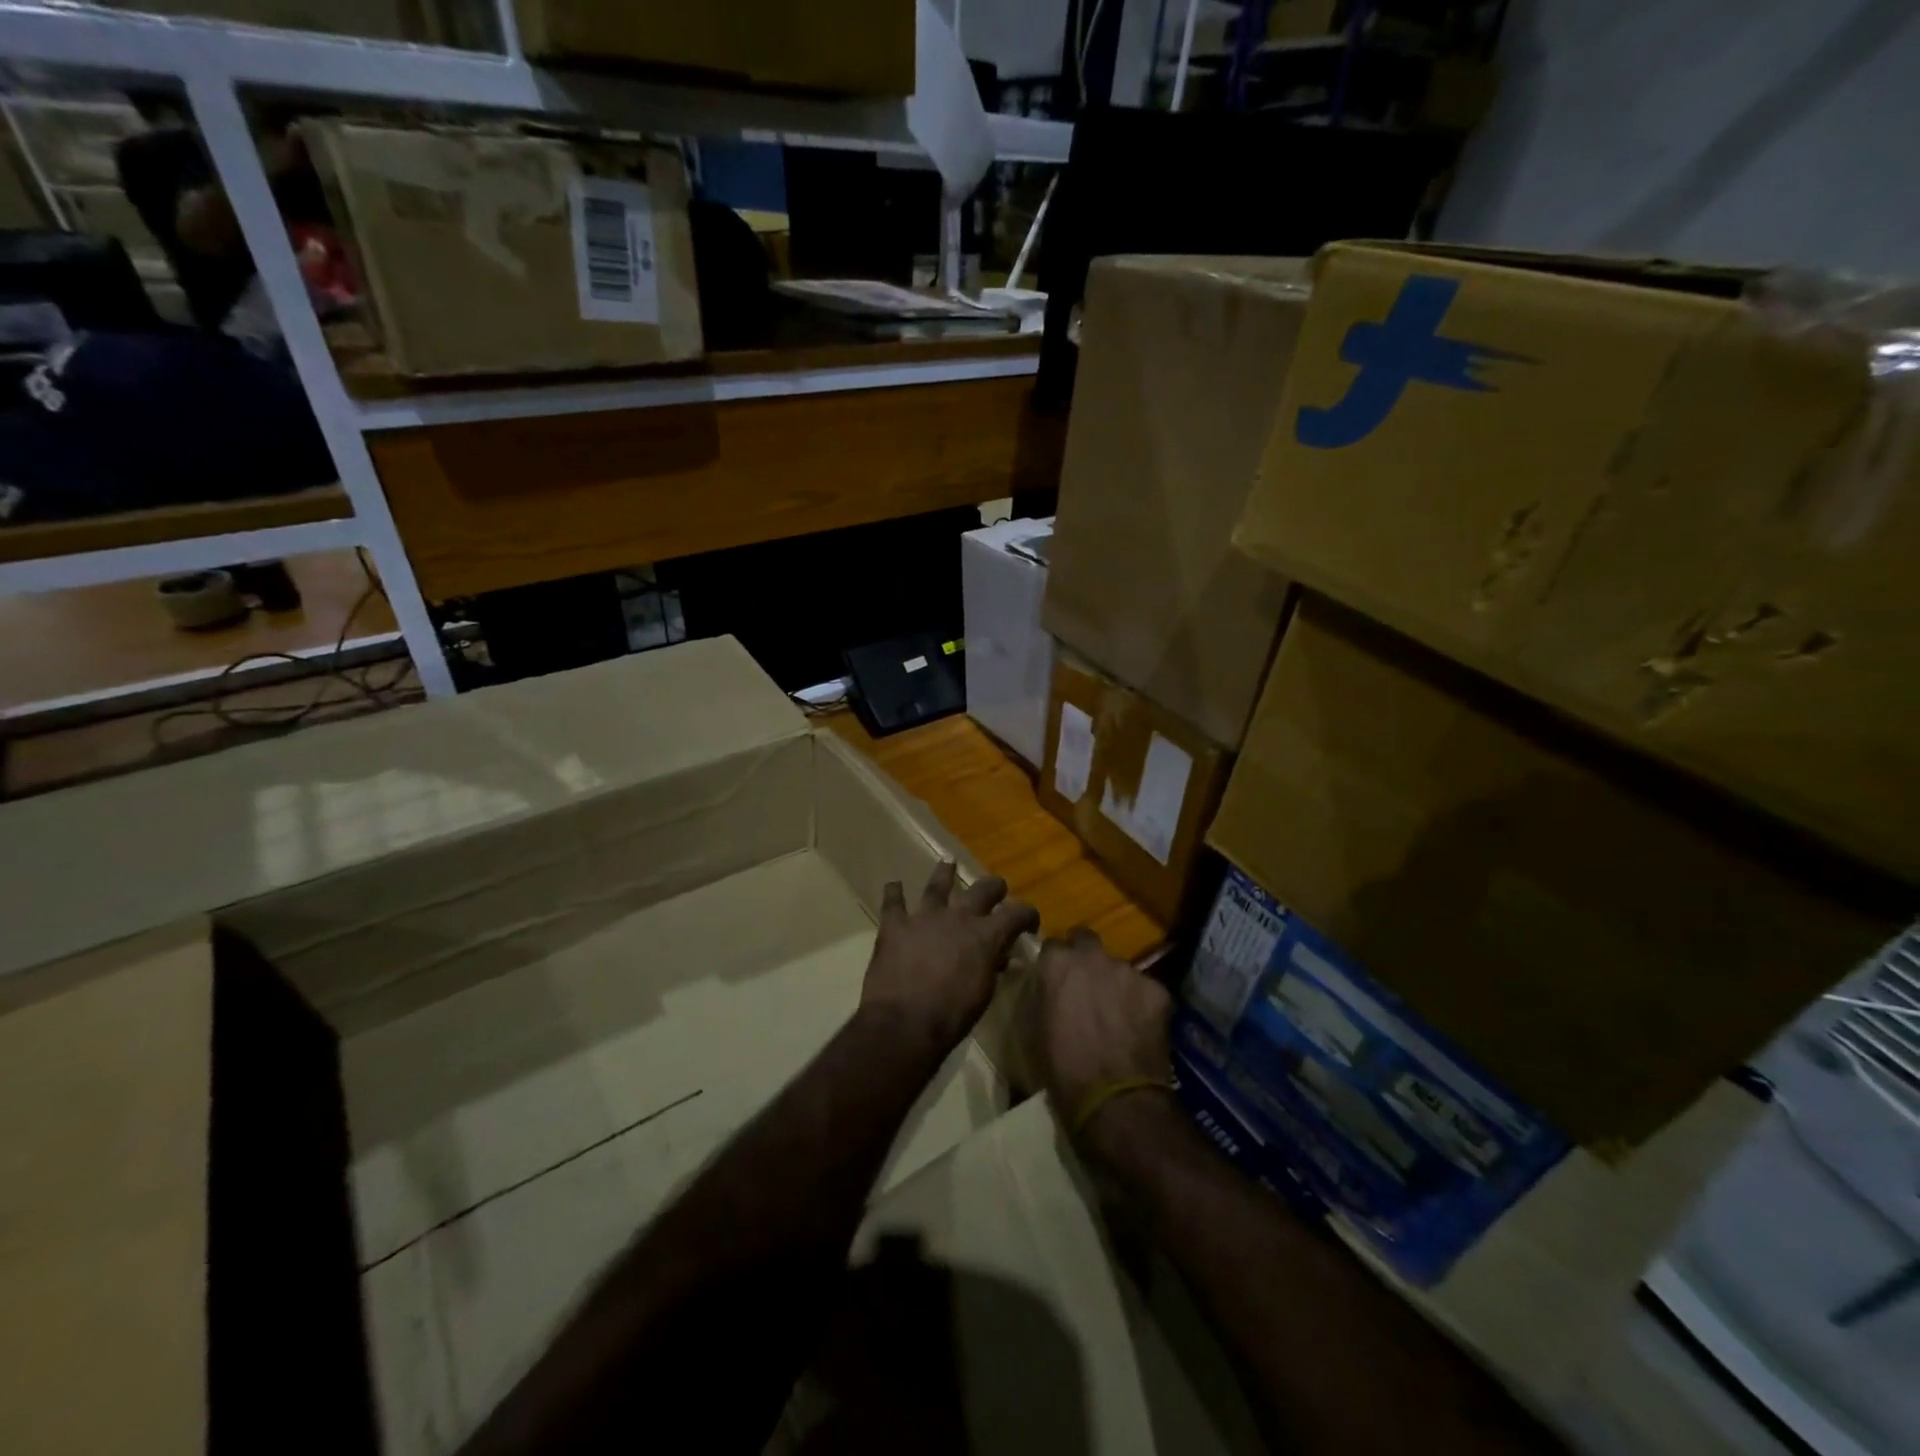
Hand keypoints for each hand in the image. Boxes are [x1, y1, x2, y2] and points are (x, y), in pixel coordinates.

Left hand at [861, 862, 1038, 1054]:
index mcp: (986, 935)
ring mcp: (924, 918)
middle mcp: (958, 918)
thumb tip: (1000, 957)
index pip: (1017, 913)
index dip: (1028, 915)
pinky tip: (893, 886)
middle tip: (997, 888)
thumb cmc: (951, 1016)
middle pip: (982, 889)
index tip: (1030, 922)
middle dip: (994, 887)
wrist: (904, 1022)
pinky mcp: (894, 926)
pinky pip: (893, 902)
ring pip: (937, 886)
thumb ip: (991, 968)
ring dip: (944, 874)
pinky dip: (894, 893)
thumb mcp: (983, 994)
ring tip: (947, 863)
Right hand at [1034, 929, 1174, 1144]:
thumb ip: (1039, 993)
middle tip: (1086, 986)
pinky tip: (1139, 1028)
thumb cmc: (1061, 1069)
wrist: (1114, 1100)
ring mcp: (1128, 970)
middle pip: (1086, 941)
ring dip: (1114, 982)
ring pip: (1118, 967)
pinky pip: (1145, 989)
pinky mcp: (1157, 989)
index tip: (1056, 980)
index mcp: (1057, 963)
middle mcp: (1092, 956)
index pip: (1053, 945)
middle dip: (1085, 956)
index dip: (1056, 963)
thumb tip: (1044, 983)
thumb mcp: (1032, 1028)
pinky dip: (1141, 1003)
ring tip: (1117, 1014)